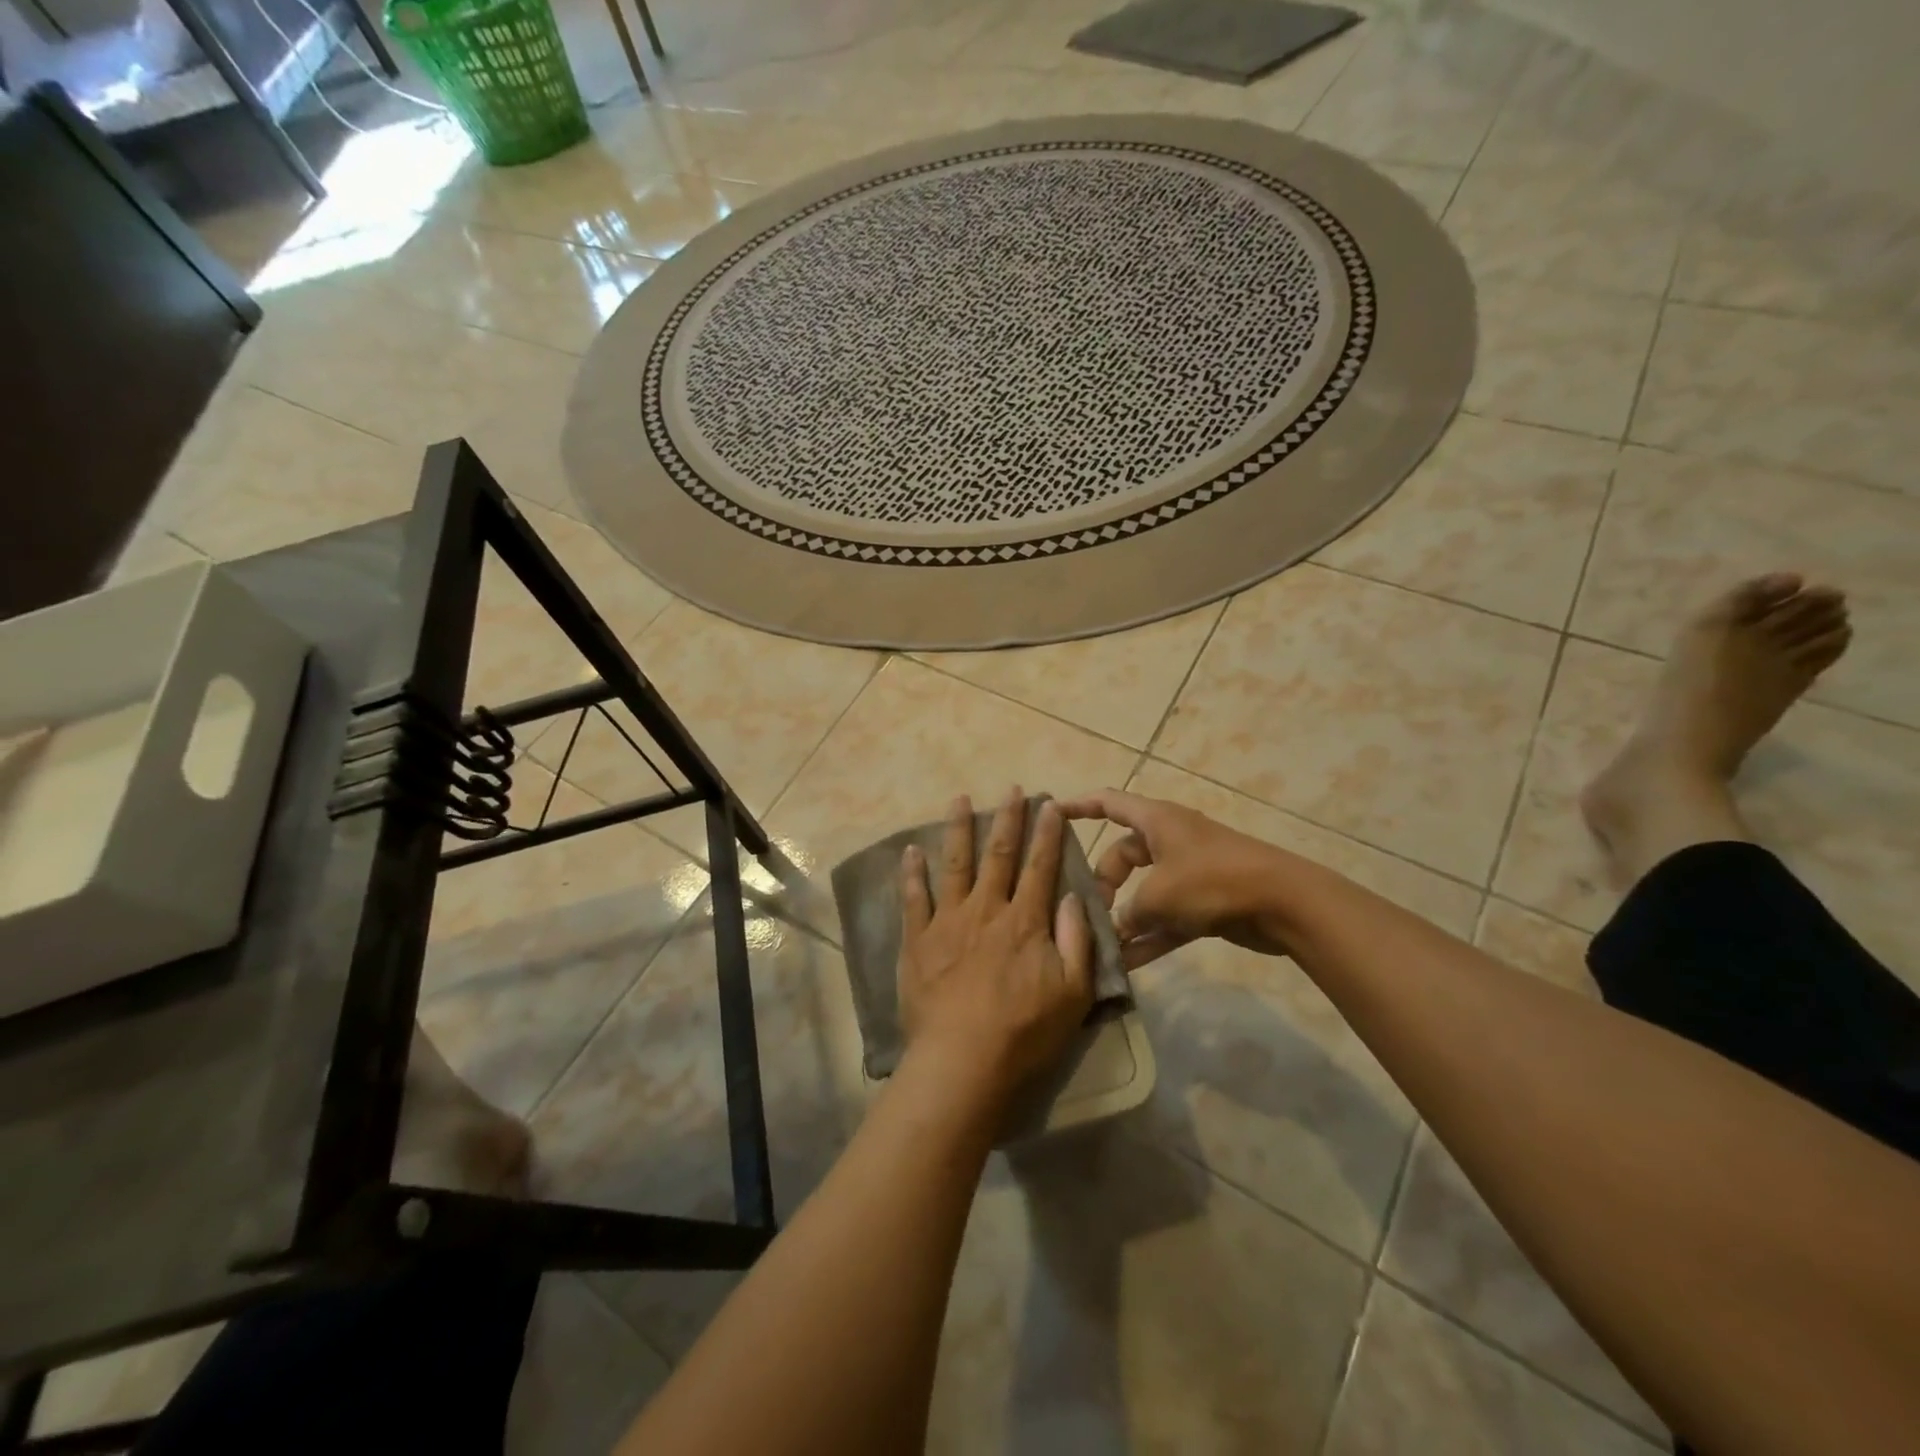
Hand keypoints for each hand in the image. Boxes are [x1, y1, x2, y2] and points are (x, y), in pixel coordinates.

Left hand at [897, 789, 1093, 1103]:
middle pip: (998, 855)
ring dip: (958, 829)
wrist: (963, 1060)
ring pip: (955, 864)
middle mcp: (986, 909)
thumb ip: (1076, 940)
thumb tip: (1073, 897)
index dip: (1047, 834)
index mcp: (1025, 921)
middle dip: (1007, 818)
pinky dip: (912, 872)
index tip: (1049, 805)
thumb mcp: (1073, 992)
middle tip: (1011, 789)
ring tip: (959, 799)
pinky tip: (911, 850)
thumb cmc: (1025, 1031)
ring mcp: (948, 921)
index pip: (1040, 867)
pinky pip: (914, 898)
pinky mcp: (918, 940)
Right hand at [1058, 788, 1290, 968]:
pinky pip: (1165, 918)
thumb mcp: (1159, 895)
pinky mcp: (1204, 903)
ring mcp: (1188, 873)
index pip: (1108, 803)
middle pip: (1123, 855)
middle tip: (1088, 909)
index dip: (1078, 806)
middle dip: (1103, 881)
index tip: (1050, 814)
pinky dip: (1148, 937)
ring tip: (1098, 942)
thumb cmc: (1213, 881)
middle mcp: (1169, 841)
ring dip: (1124, 916)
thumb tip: (1117, 929)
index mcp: (1156, 821)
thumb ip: (1129, 912)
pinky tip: (1126, 965)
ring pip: (1143, 891)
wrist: (1284, 903)